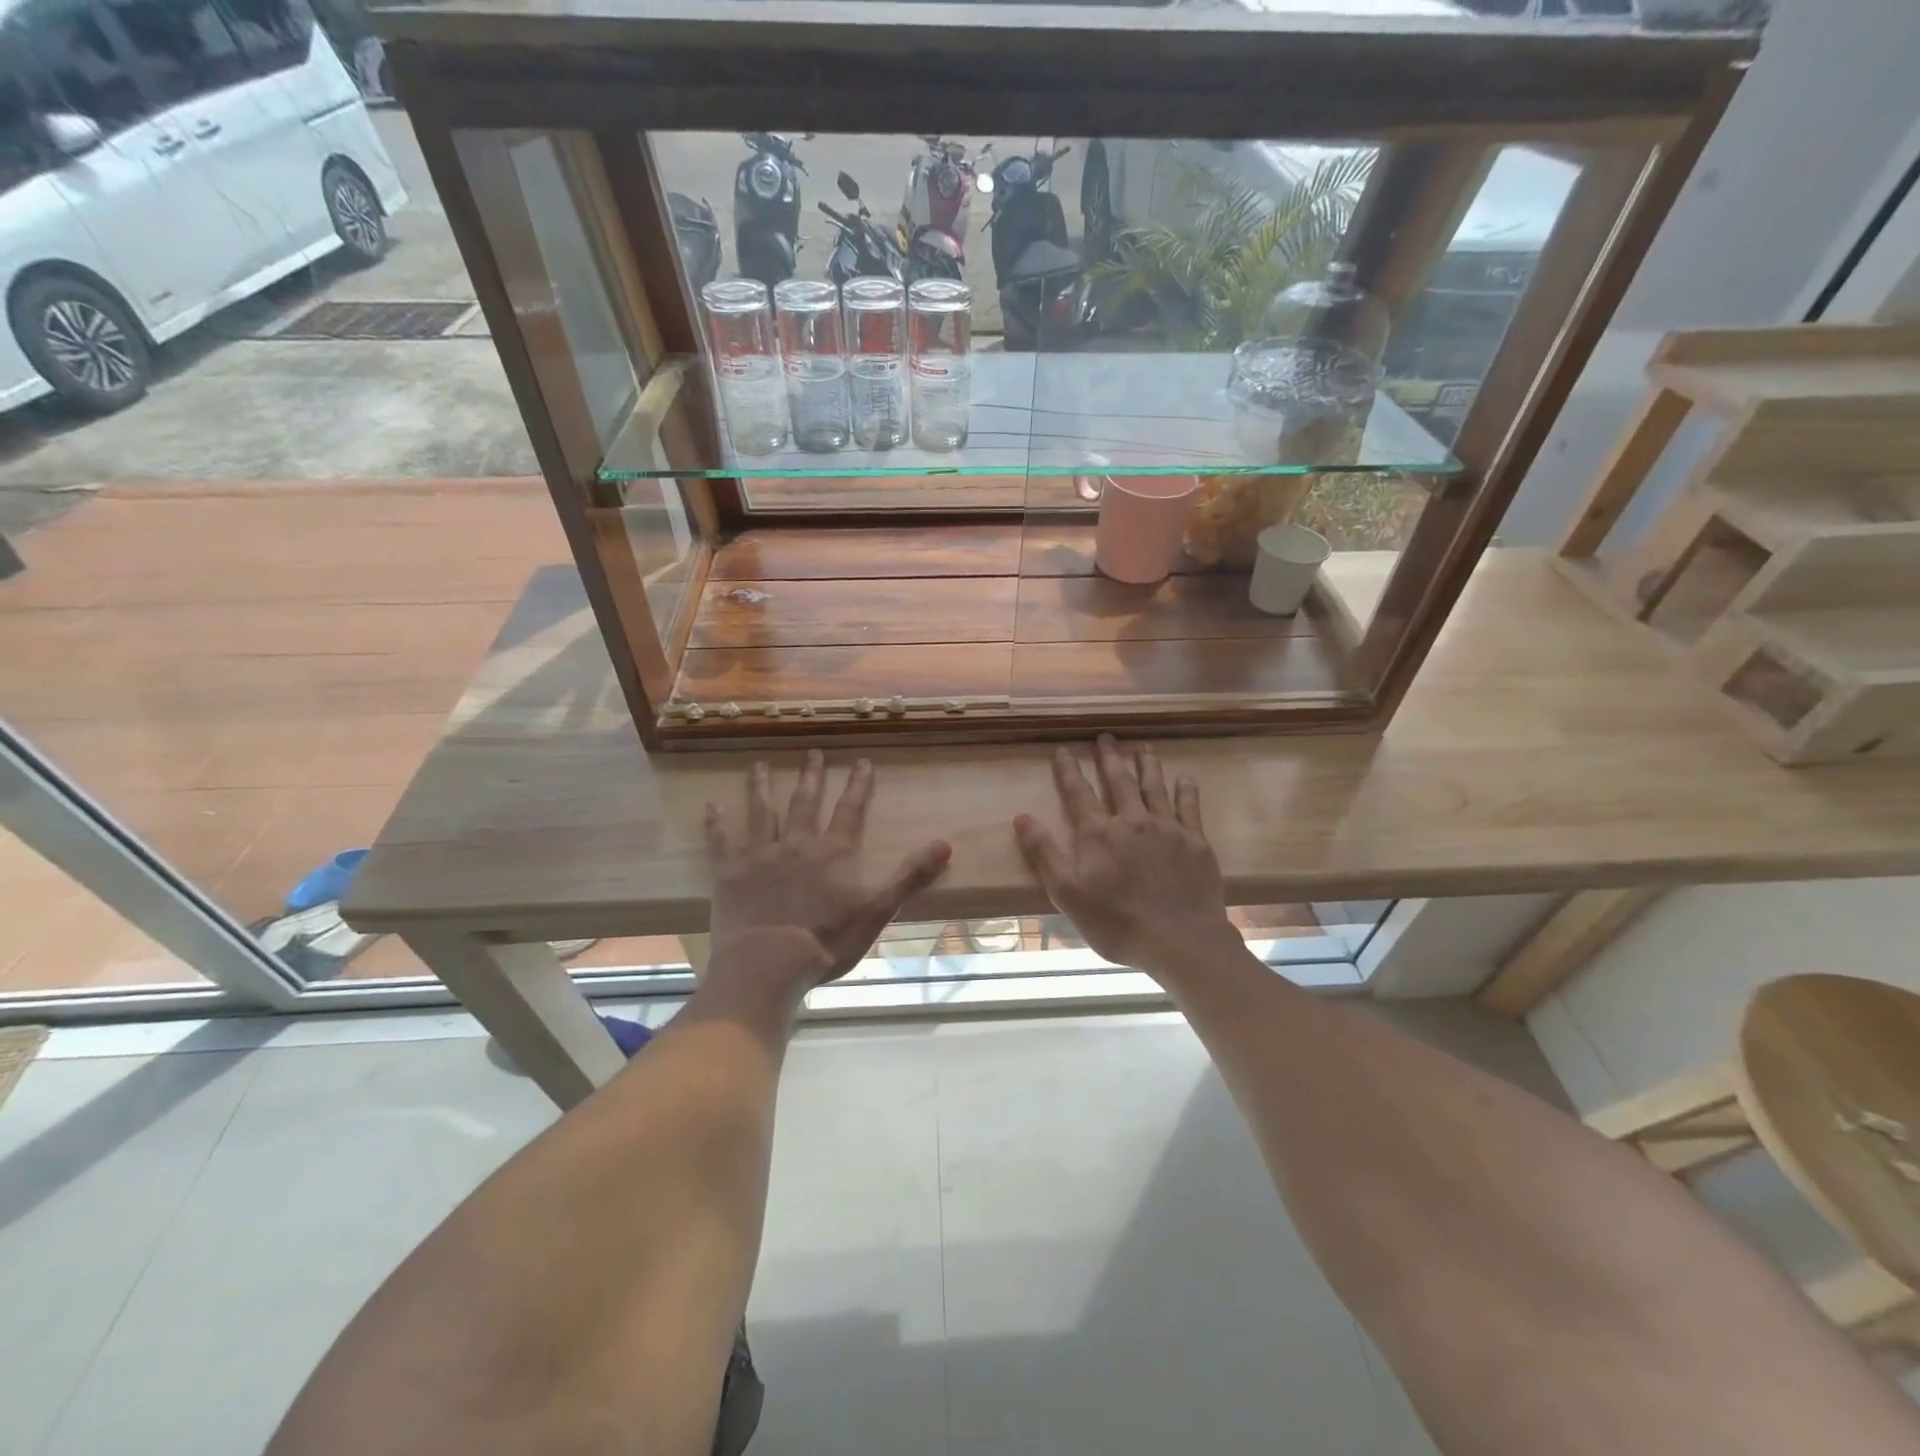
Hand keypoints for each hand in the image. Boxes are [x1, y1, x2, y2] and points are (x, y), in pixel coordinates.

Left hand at [704, 751, 951, 1015]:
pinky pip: (721, 841)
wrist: (768, 964)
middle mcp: (796, 844)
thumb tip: (945, 844)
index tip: (862, 762)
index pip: (850, 810)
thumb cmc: (827, 941)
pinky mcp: (729, 873)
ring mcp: (760, 855)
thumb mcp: (877, 910)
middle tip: (812, 753)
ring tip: (758, 765)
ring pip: (762, 812)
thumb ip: (909, 876)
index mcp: (833, 852)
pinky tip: (711, 804)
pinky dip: (716, 822)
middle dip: (810, 776)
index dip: (858, 785)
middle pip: (805, 802)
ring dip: (761, 787)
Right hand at [1014, 736, 1240, 977]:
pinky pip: (1189, 806)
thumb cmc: (1116, 922)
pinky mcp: (1195, 841)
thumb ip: (1044, 853)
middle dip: (1109, 757)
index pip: (1078, 792)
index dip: (1068, 770)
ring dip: (1147, 764)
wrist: (1179, 941)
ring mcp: (1166, 828)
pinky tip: (1185, 778)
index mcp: (1098, 833)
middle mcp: (1131, 820)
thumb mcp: (1067, 893)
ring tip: (1143, 746)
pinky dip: (1186, 789)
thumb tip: (1021, 816)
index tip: (1062, 750)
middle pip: (1118, 780)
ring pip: (1154, 786)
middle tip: (1106, 736)